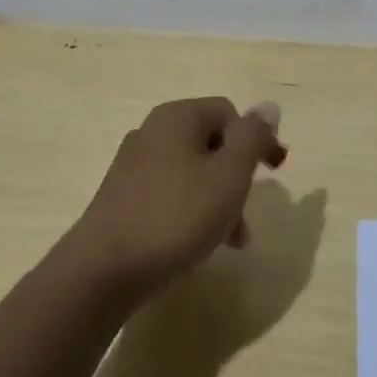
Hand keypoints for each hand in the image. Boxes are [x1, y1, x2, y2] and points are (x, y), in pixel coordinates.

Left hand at [71, 98, 286, 290]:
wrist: (103, 271)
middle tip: (247, 214)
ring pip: (193, 172)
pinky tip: (196, 244)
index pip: (229, 113)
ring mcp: (133, 165)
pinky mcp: (122, 197)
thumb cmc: (176, 216)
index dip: (256, 140)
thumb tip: (268, 106)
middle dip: (237, 178)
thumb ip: (252, 137)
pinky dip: (191, 211)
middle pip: (212, 143)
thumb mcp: (229, 175)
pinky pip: (170, 193)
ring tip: (229, 241)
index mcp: (177, 117)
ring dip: (218, 200)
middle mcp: (152, 131)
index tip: (272, 173)